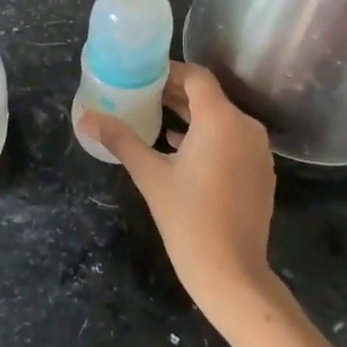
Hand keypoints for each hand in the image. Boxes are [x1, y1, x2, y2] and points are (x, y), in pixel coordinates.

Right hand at [79, 60, 278, 323]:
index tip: (143, 75)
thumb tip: (84, 118)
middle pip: (208, 96)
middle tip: (143, 94)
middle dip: (176, 93)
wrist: (232, 274)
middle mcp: (246, 127)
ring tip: (157, 118)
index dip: (170, 71)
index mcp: (221, 119)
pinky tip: (180, 148)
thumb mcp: (150, 174)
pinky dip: (208, 136)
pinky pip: (232, 139)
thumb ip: (120, 139)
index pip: (196, 77)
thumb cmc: (188, 219)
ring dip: (191, 115)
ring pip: (221, 118)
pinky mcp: (261, 172)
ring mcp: (258, 151)